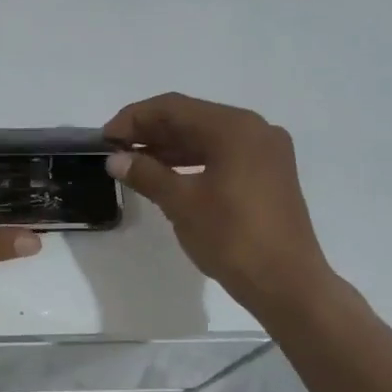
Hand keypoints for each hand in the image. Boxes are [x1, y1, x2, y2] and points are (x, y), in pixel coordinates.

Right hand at [102, 93, 334, 317]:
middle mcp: (255, 130)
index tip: (105, 138)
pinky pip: (223, 155)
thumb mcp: (182, 204)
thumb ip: (147, 175)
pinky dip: (193, 161)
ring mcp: (266, 152)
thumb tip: (115, 160)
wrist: (287, 284)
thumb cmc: (232, 239)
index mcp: (235, 128)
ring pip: (208, 137)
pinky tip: (167, 175)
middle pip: (193, 118)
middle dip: (151, 131)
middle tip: (115, 150)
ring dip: (170, 147)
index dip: (134, 118)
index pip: (174, 108)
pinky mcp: (269, 174)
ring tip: (134, 162)